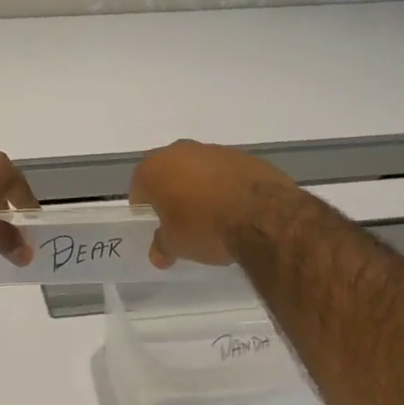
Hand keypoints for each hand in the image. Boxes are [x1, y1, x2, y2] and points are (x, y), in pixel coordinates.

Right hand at [129, 140, 297, 268]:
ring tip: (212, 214)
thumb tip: (158, 254)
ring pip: (198, 168)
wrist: (264, 216)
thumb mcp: (177, 245)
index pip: (139, 186)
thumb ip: (162, 246)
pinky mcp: (244, 156)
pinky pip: (226, 172)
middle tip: (180, 218)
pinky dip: (226, 185)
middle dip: (172, 191)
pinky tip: (236, 208)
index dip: (144, 206)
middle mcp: (180, 151)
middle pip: (168, 172)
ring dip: (200, 186)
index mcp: (155, 169)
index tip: (154, 222)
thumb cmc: (205, 228)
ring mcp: (214, 150)